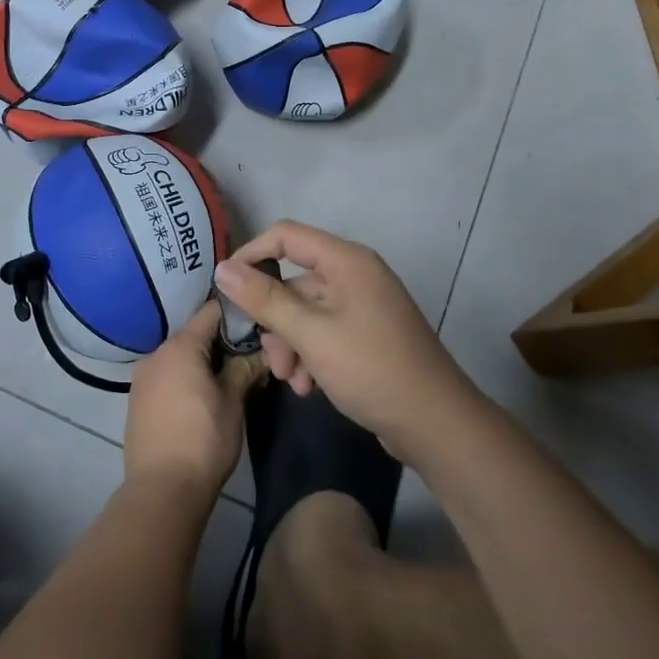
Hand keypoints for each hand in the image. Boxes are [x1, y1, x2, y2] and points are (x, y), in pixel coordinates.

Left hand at [123, 301, 262, 502]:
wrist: (162, 490)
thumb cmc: (204, 440)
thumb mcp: (233, 402)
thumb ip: (244, 368)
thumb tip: (259, 352)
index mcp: (180, 346)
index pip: (211, 311)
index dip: (237, 313)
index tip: (258, 322)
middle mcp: (156, 353)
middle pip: (195, 334)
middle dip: (222, 343)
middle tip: (250, 357)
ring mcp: (142, 378)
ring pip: (180, 357)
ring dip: (202, 363)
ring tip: (229, 380)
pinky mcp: (137, 400)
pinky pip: (166, 377)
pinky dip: (185, 379)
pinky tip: (202, 398)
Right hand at [214, 221, 475, 454]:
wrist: (435, 423)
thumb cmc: (371, 368)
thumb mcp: (311, 334)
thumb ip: (265, 299)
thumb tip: (223, 268)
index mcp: (347, 261)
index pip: (286, 236)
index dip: (252, 254)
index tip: (226, 288)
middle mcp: (355, 275)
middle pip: (295, 282)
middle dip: (275, 321)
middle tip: (270, 362)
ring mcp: (363, 305)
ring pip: (306, 312)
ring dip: (291, 345)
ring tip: (292, 382)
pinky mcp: (367, 334)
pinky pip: (324, 332)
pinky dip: (311, 355)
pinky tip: (309, 388)